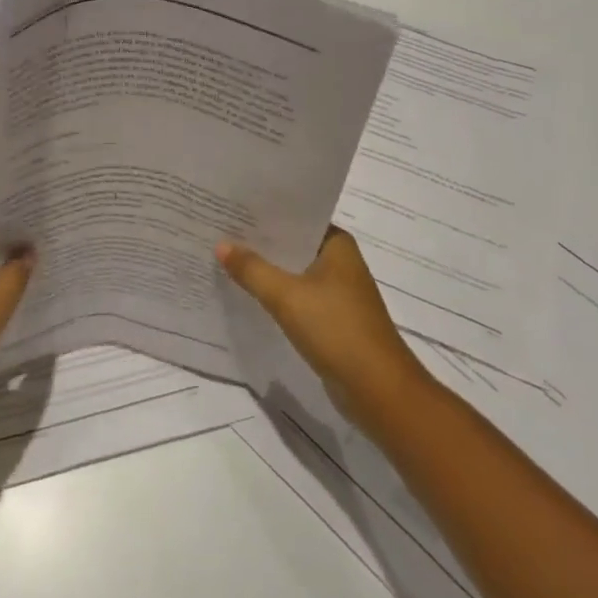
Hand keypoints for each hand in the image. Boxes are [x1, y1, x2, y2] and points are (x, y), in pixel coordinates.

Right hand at [215, 227, 430, 431]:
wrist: (377, 390)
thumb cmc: (336, 329)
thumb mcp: (287, 296)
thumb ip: (252, 269)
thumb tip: (221, 244)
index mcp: (337, 244)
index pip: (296, 217)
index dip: (264, 213)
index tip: (232, 208)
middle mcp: (340, 262)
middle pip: (293, 245)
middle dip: (260, 242)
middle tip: (219, 231)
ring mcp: (338, 293)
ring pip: (294, 273)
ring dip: (266, 270)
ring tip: (225, 259)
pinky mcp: (332, 320)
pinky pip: (297, 298)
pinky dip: (276, 295)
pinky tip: (248, 294)